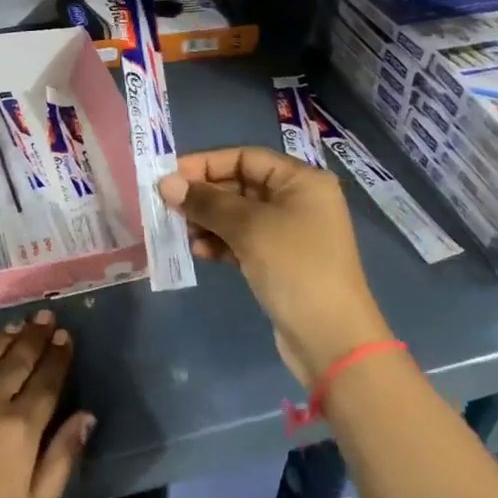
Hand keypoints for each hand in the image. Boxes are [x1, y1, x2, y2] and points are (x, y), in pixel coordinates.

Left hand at [0, 310, 93, 497]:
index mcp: (20, 429)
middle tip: (45, 315)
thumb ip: (61, 458)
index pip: (46, 382)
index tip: (64, 336)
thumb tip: (86, 416)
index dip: (58, 357)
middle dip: (35, 336)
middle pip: (18, 361)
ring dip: (6, 339)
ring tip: (19, 324)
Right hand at [159, 148, 389, 384]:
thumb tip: (166, 183)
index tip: (170, 177)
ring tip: (180, 232)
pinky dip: (220, 243)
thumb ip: (206, 202)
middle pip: (240, 185)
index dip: (206, 164)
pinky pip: (242, 241)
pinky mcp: (279, 262)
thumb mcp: (249, 227)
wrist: (332, 340)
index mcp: (301, 181)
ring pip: (237, 215)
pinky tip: (199, 253)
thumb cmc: (295, 267)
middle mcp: (297, 200)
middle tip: (167, 206)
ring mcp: (288, 233)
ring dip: (207, 221)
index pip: (245, 157)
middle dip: (203, 196)